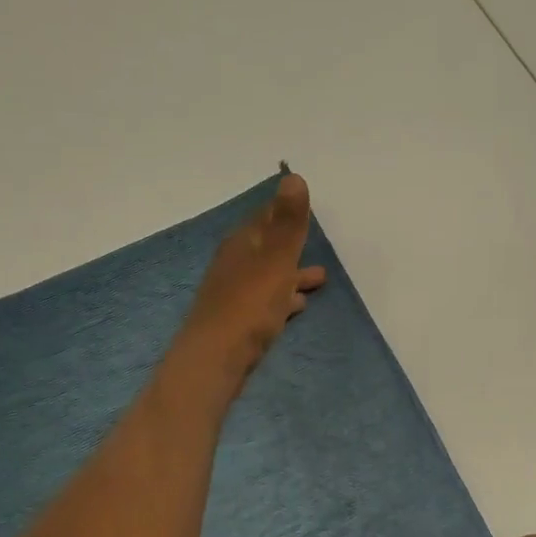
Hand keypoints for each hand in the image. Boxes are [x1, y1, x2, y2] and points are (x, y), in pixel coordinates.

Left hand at [174, 173, 326, 391]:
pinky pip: (266, 302)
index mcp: (242, 244)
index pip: (265, 218)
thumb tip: (294, 176)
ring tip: (320, 279)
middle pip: (267, 248)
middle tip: (317, 244)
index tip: (304, 209)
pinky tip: (297, 308)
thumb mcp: (275, 260)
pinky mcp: (238, 323)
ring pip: (268, 277)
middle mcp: (235, 265)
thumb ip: (287, 223)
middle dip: (292, 246)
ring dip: (292, 274)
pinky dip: (283, 299)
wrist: (215, 359)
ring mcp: (234, 295)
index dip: (285, 212)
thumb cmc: (249, 306)